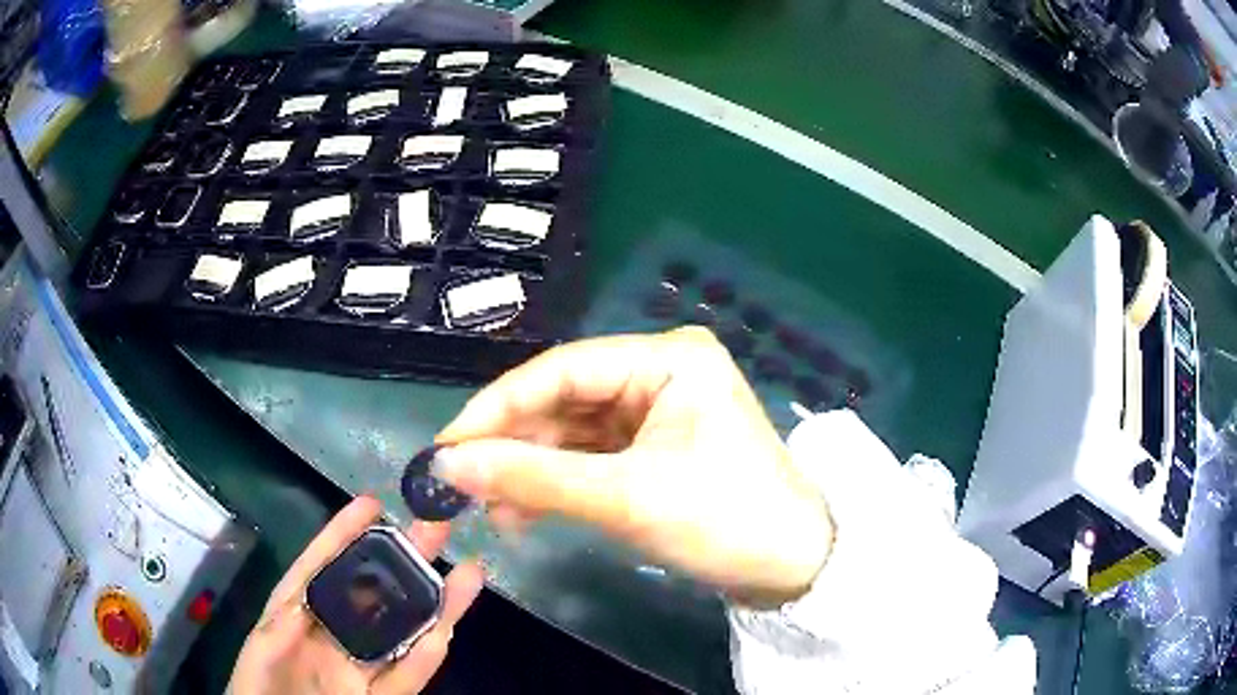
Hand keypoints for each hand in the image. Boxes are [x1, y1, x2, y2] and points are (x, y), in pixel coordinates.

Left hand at [226, 497, 483, 694]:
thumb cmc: (259, 690)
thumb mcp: (259, 655)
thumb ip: (279, 629)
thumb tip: (306, 599)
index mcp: (298, 616)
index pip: (321, 569)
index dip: (344, 535)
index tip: (373, 503)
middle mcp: (335, 637)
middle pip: (374, 596)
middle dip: (404, 561)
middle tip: (435, 528)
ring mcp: (360, 670)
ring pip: (402, 635)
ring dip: (434, 608)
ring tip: (466, 573)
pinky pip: (405, 678)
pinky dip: (425, 659)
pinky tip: (445, 633)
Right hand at [434, 327, 832, 604]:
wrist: (792, 568)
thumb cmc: (724, 522)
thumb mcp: (626, 499)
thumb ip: (533, 478)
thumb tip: (448, 464)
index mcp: (668, 358)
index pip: (561, 371)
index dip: (497, 408)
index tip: (446, 446)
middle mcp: (660, 372)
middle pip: (562, 402)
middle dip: (511, 446)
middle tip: (458, 484)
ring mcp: (656, 410)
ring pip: (571, 433)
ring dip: (529, 471)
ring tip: (486, 509)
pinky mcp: (653, 447)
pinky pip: (589, 457)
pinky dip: (555, 484)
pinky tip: (520, 511)